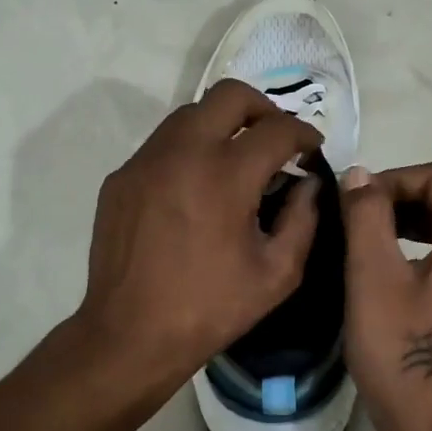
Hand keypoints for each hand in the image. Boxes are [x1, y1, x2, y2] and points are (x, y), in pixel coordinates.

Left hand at [69, 79, 322, 409]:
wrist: (130, 334)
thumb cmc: (210, 308)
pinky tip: (195, 187)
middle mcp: (183, 153)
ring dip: (221, 125)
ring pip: (189, 114)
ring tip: (235, 159)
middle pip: (229, 95)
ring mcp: (145, 162)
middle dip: (262, 108)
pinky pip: (161, 145)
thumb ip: (304, 219)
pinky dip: (188, 151)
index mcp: (226, 175)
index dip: (303, 134)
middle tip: (274, 139)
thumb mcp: (277, 274)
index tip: (310, 149)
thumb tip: (310, 183)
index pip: (276, 128)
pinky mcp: (121, 178)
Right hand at [340, 162, 431, 430]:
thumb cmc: (400, 350)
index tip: (358, 202)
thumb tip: (360, 175)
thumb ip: (366, 215)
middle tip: (357, 217)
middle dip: (400, 196)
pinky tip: (388, 265)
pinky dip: (420, 245)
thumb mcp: (372, 276)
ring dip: (408, 220)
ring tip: (366, 236)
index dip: (397, 178)